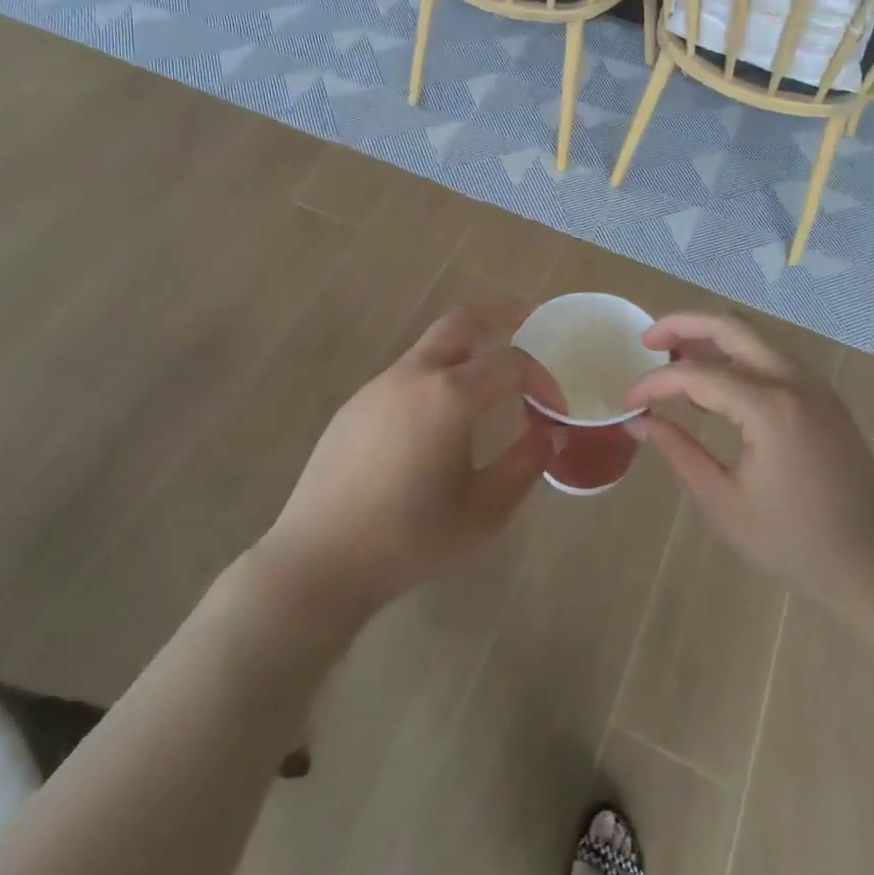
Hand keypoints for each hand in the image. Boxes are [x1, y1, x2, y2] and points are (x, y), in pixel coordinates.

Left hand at [255, 304, 549, 618]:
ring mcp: (379, 385)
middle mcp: (414, 375)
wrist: (318, 561)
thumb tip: (550, 435)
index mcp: (450, 396)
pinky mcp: (356, 404)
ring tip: (489, 380)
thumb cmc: (409, 540)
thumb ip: (524, 466)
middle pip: (462, 321)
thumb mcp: (483, 512)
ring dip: (465, 350)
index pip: (511, 362)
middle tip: (529, 318)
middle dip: (500, 313)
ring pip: (431, 348)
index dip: (541, 377)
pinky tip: (438, 420)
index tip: (555, 404)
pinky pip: (407, 375)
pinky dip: (435, 377)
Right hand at [623, 313, 873, 616]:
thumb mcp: (724, 503)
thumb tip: (639, 421)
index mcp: (769, 407)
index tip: (627, 401)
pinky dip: (738, 354)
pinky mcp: (823, 396)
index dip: (655, 383)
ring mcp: (814, 384)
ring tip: (675, 355)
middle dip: (683, 324)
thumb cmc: (794, 543)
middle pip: (730, 325)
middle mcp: (793, 380)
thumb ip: (679, 452)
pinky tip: (716, 379)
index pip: (697, 374)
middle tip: (648, 340)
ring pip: (754, 335)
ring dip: (712, 335)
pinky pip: (772, 355)